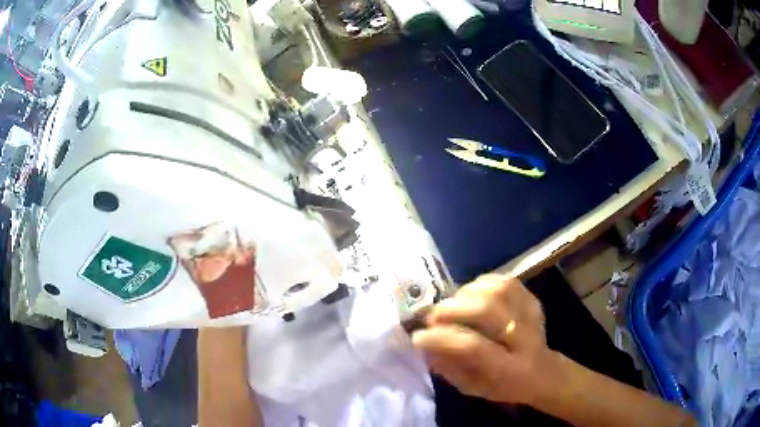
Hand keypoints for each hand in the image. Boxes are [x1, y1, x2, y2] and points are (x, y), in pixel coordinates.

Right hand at [412, 275, 558, 405]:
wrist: (541, 370)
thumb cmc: (502, 385)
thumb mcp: (471, 387)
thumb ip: (449, 367)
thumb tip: (425, 344)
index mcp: (510, 369)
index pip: (474, 347)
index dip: (442, 339)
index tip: (418, 337)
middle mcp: (525, 337)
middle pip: (487, 310)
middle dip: (451, 312)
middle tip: (432, 319)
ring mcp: (531, 313)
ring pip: (494, 290)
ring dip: (463, 296)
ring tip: (452, 308)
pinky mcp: (531, 298)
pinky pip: (501, 280)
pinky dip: (478, 285)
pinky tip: (469, 297)